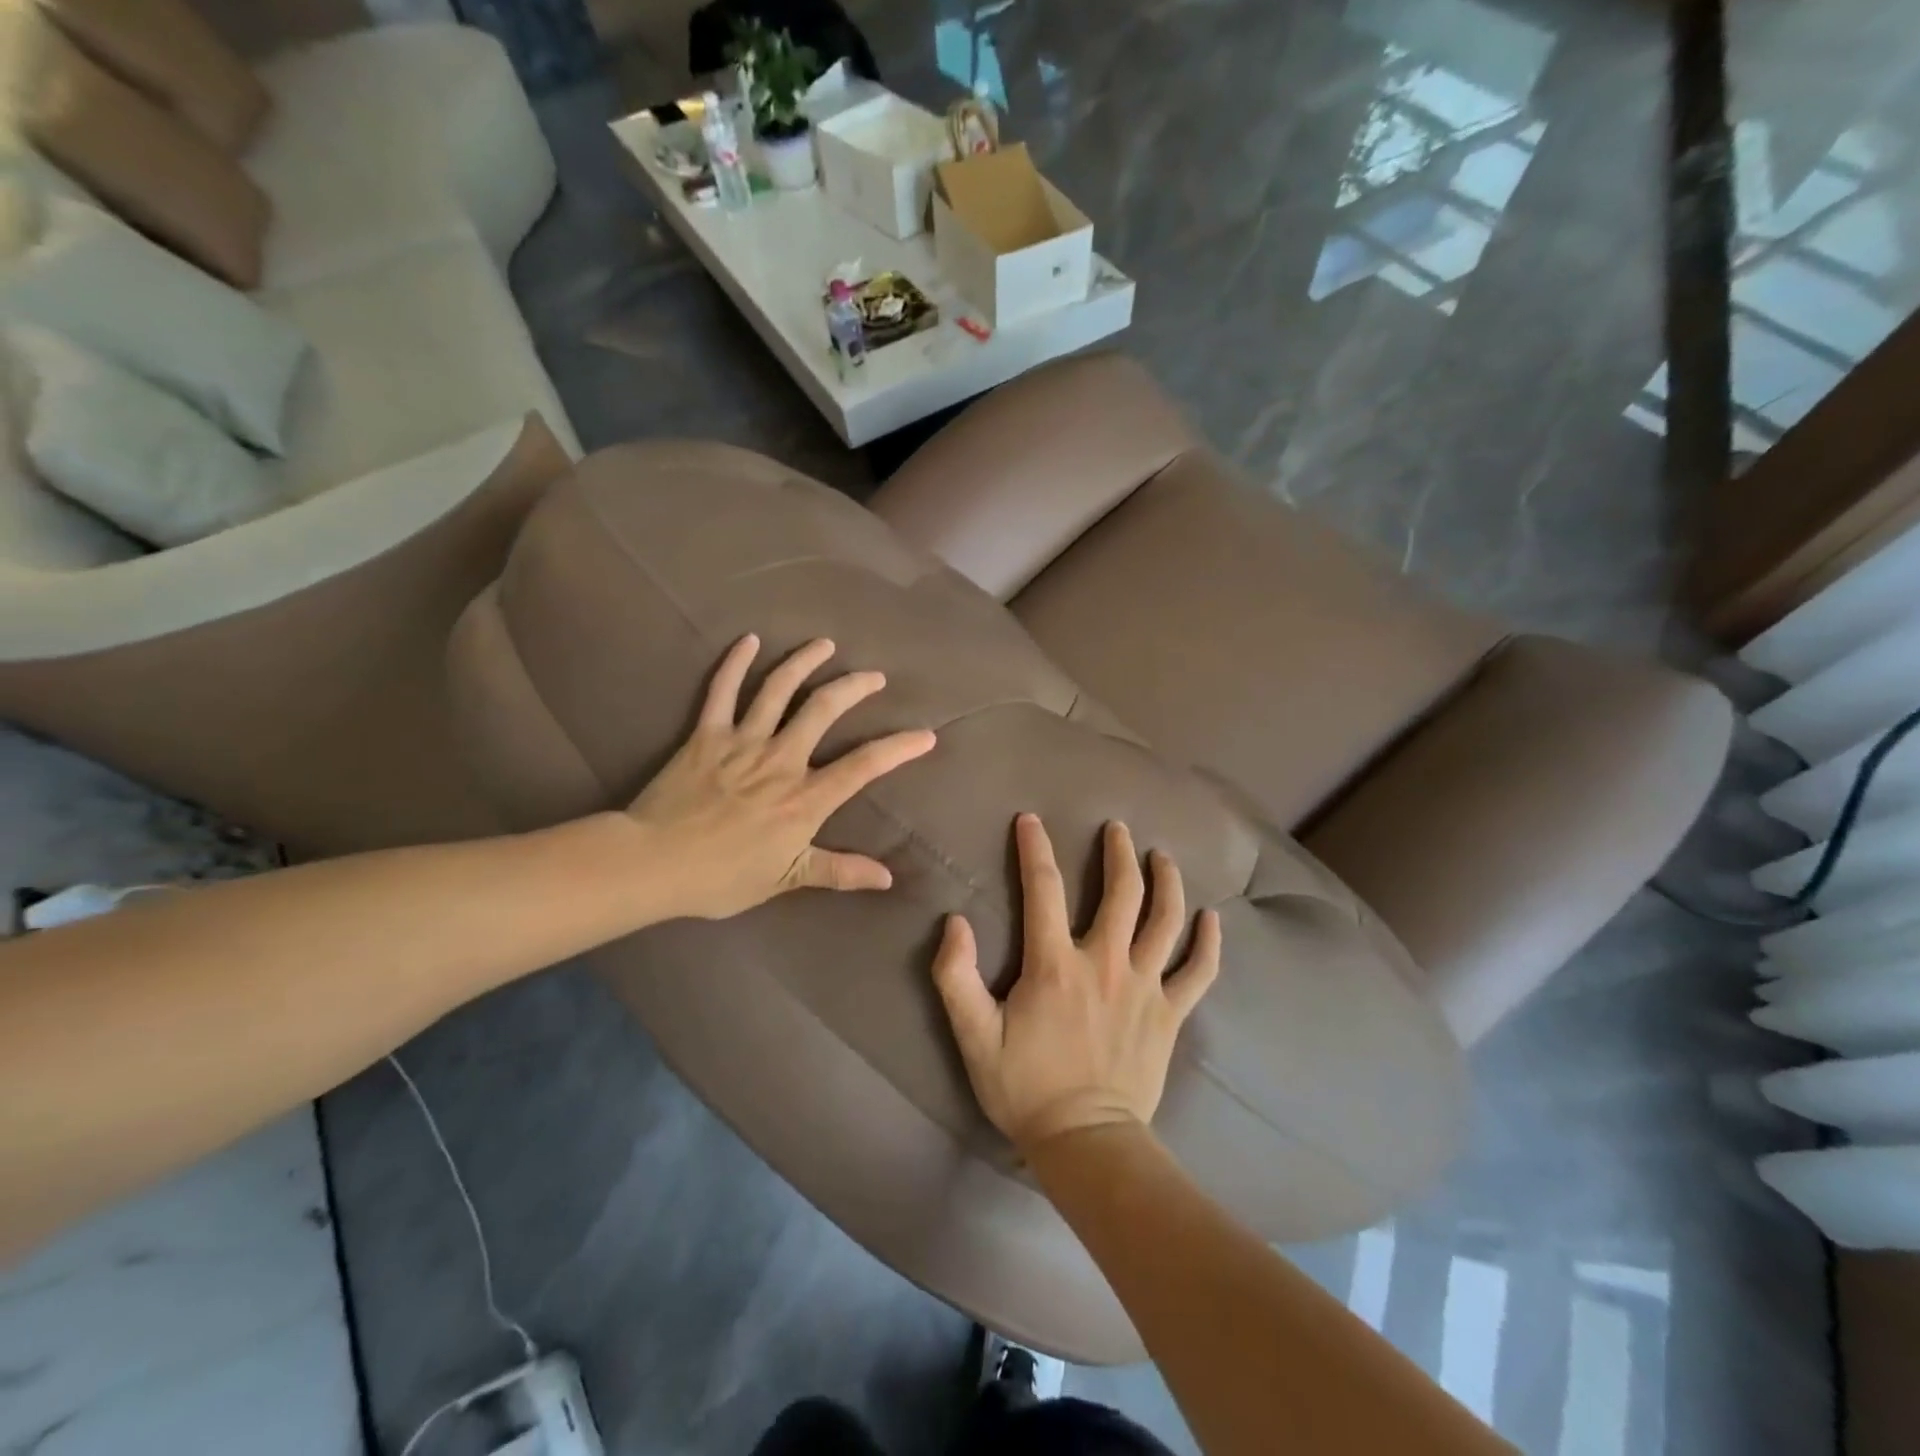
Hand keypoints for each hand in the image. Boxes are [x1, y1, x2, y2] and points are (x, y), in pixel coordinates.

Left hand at [626, 634, 935, 919]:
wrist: (653, 863)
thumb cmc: (722, 877)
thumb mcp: (787, 880)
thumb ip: (839, 872)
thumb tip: (887, 877)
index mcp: (804, 798)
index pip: (863, 766)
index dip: (898, 748)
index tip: (925, 735)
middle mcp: (780, 760)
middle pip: (824, 710)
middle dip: (854, 687)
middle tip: (874, 676)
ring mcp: (742, 741)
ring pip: (779, 689)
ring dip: (805, 662)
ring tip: (825, 644)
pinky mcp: (706, 734)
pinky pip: (722, 690)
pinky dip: (735, 663)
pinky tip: (749, 640)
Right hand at [931, 814, 1221, 1153]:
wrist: (1086, 1143)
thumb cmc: (1025, 1087)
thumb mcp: (973, 1036)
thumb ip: (956, 977)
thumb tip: (955, 922)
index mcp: (1056, 964)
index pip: (1043, 889)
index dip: (1035, 848)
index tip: (1031, 820)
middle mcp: (1106, 963)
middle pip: (1122, 893)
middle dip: (1119, 853)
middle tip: (1117, 828)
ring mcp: (1145, 987)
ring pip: (1165, 920)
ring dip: (1166, 882)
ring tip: (1162, 857)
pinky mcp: (1170, 1014)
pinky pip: (1198, 971)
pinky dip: (1208, 942)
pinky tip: (1212, 919)